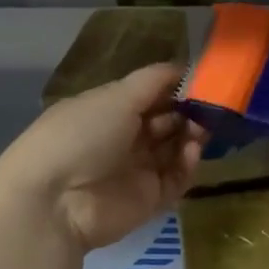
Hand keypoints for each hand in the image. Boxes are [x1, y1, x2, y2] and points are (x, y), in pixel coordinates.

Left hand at [0, 64, 206, 250]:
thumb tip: (184, 66)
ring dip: (192, 136)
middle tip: (212, 106)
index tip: (202, 78)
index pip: (149, 94)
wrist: (56, 202)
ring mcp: (136, 169)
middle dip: (189, 111)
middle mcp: (123, 137)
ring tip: (203, 129)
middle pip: (166, 120)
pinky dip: (188, 164)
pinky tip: (193, 152)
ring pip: (175, 148)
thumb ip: (154, 81)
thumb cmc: (81, 135)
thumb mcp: (116, 96)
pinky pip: (176, 178)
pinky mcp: (149, 198)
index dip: (175, 86)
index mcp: (108, 109)